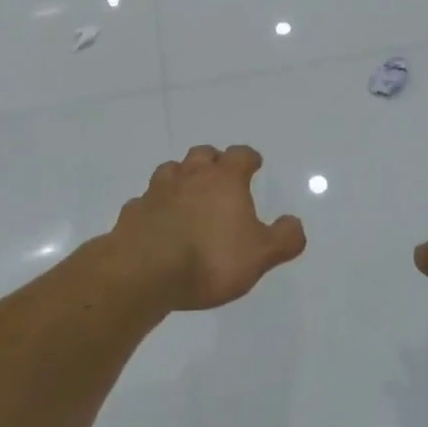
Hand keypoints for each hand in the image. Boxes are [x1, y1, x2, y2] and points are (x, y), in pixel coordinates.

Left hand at [112, 145, 306, 311]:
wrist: (144, 272)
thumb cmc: (210, 259)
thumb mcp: (260, 255)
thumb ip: (284, 239)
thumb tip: (295, 223)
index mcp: (224, 179)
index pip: (241, 155)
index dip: (249, 158)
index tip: (254, 164)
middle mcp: (191, 176)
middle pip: (202, 153)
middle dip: (212, 160)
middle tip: (218, 175)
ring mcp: (157, 191)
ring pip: (170, 171)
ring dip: (180, 178)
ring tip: (186, 195)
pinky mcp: (133, 212)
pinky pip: (145, 201)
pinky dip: (154, 207)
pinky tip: (156, 222)